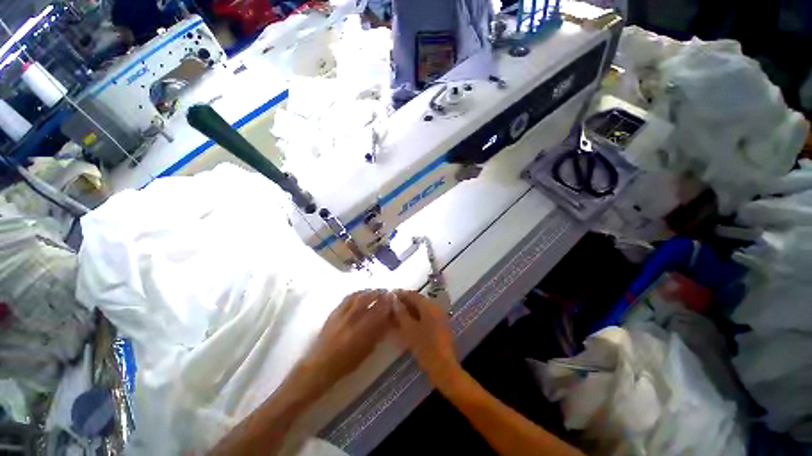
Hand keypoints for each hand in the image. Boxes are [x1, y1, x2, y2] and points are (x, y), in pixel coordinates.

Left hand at [293, 290, 393, 395]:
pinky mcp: (334, 312)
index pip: (379, 310)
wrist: (320, 365)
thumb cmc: (346, 363)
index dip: (387, 302)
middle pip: (368, 298)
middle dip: (379, 293)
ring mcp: (342, 313)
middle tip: (385, 292)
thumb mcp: (367, 351)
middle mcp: (353, 318)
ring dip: (368, 291)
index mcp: (363, 330)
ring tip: (374, 291)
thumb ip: (378, 334)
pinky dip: (356, 294)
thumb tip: (387, 320)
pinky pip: (347, 298)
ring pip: (358, 296)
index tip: (392, 298)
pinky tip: (360, 294)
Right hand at [392, 290, 459, 388]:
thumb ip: (401, 313)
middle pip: (417, 302)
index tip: (389, 296)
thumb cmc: (425, 347)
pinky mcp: (439, 326)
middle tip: (390, 308)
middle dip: (404, 304)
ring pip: (421, 310)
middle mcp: (435, 308)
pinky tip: (405, 324)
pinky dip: (415, 318)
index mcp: (429, 306)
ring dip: (408, 312)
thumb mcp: (409, 329)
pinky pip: (425, 317)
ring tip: (395, 317)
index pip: (413, 294)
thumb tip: (394, 301)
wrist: (443, 367)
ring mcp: (438, 317)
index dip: (400, 294)